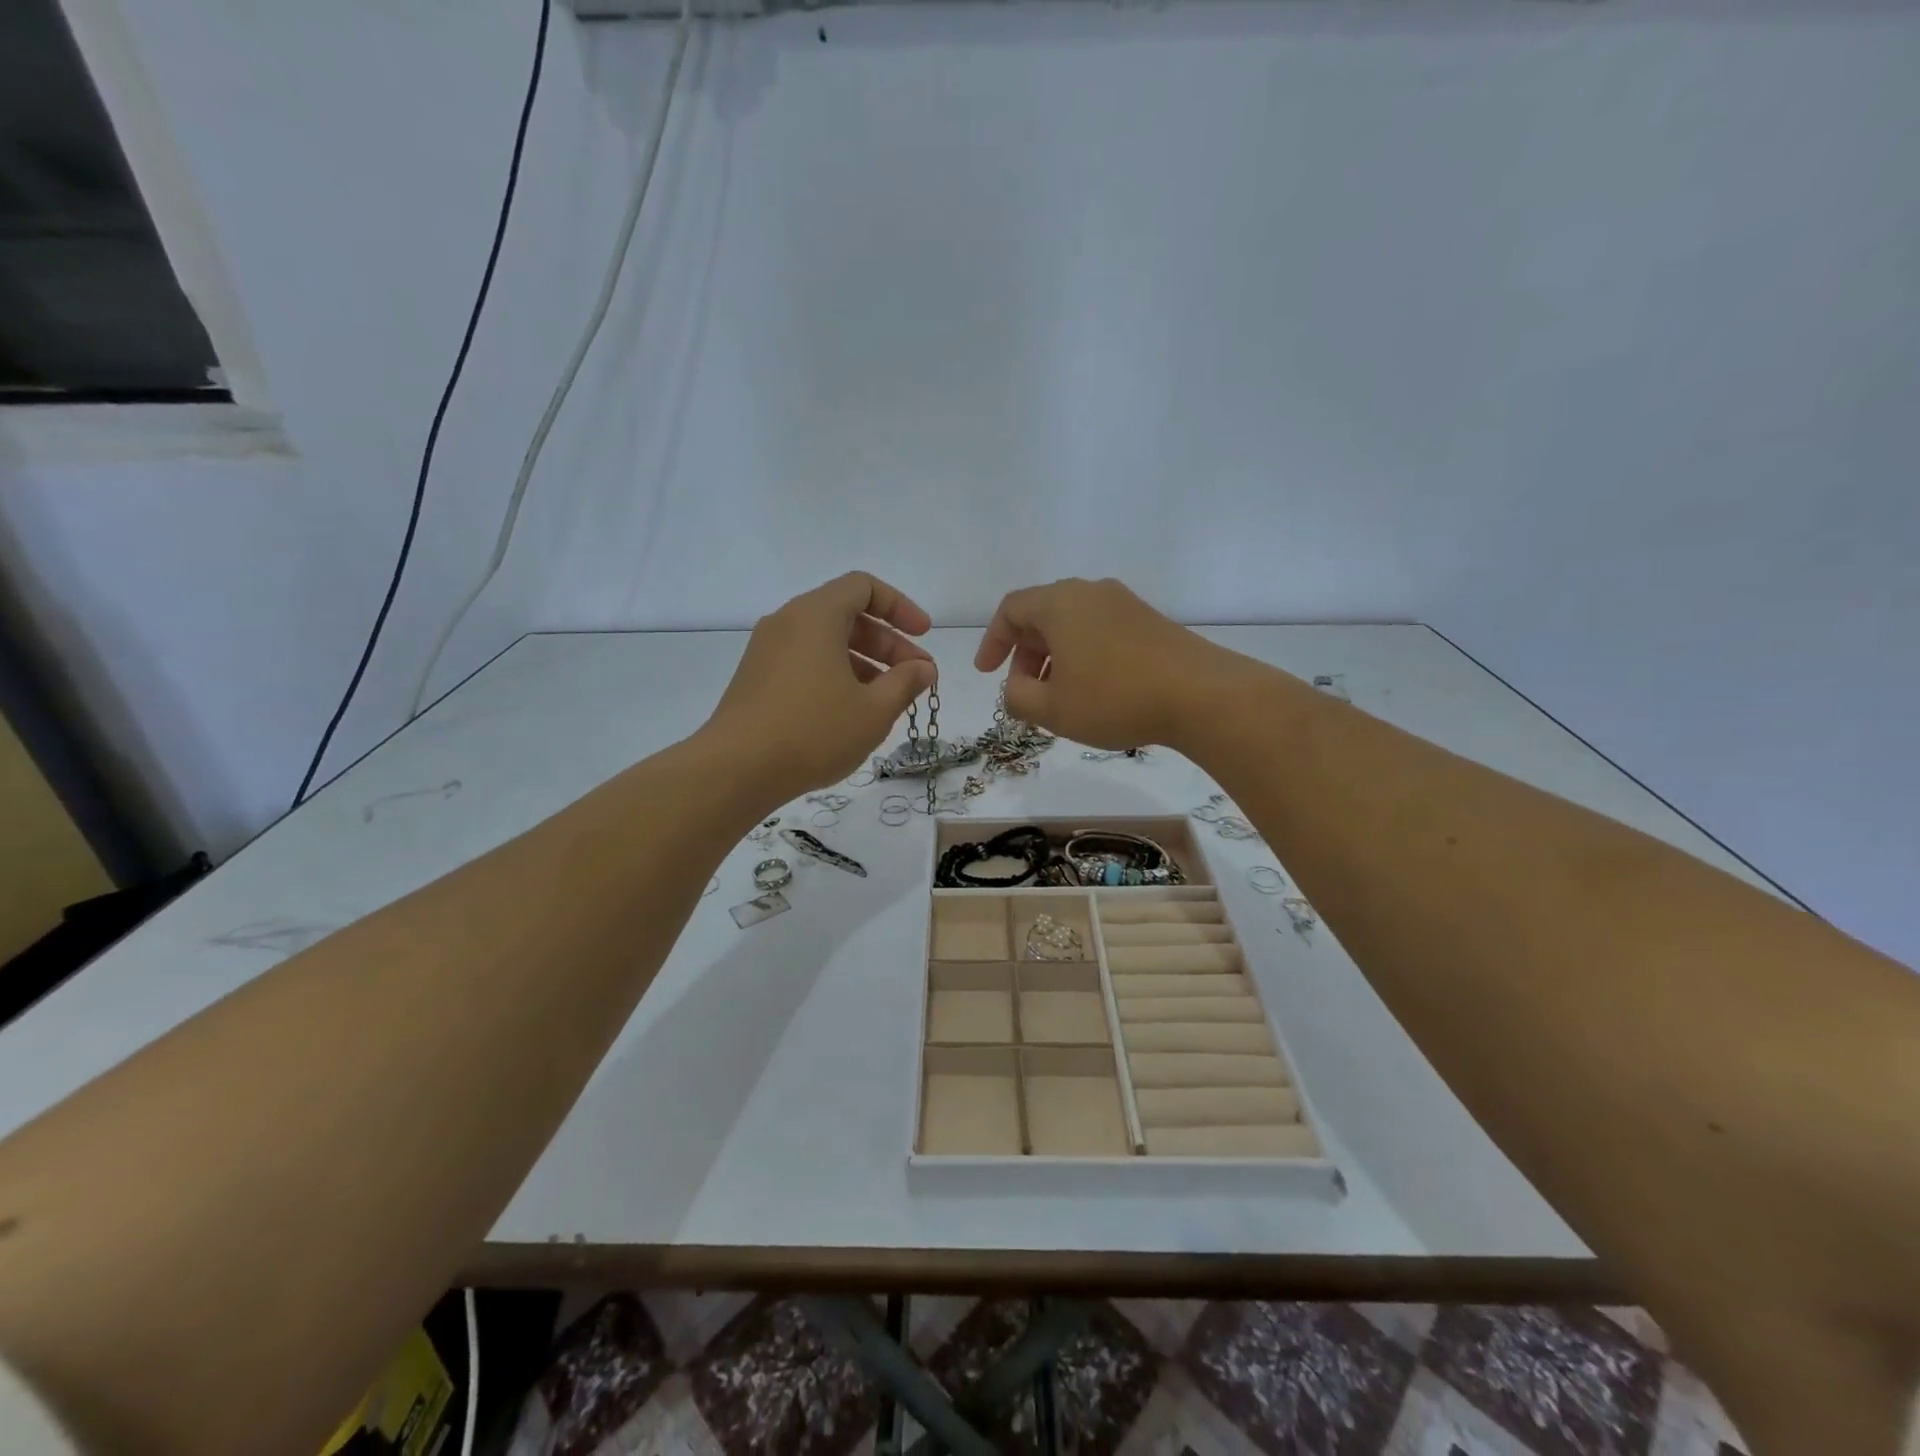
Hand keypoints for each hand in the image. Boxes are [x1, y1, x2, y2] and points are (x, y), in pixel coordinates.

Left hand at [707, 572, 935, 804]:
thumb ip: (905, 683)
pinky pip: (805, 662)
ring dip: (864, 662)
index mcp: (816, 615)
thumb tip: (923, 668)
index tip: (923, 637)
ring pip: (825, 642)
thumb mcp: (873, 710)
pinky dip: (835, 674)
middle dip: (887, 643)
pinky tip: (851, 712)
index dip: (900, 607)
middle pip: (846, 615)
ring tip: (888, 699)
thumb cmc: (813, 732)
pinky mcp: (756, 679)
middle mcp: (787, 622)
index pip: (863, 587)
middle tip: (915, 677)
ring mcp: (767, 651)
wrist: (736, 770)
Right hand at [974, 577, 1231, 750]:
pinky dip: (1084, 657)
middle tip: (1024, 692)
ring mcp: (1125, 604)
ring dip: (1055, 659)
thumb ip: (1017, 697)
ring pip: (1073, 625)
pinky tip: (1094, 692)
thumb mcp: (1052, 709)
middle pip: (1042, 615)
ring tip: (1059, 698)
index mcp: (1060, 602)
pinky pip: (1101, 632)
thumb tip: (1015, 688)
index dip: (992, 641)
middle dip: (1025, 654)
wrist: (1201, 695)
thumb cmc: (1114, 698)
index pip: (1011, 609)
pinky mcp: (1150, 622)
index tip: (987, 673)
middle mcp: (1091, 592)